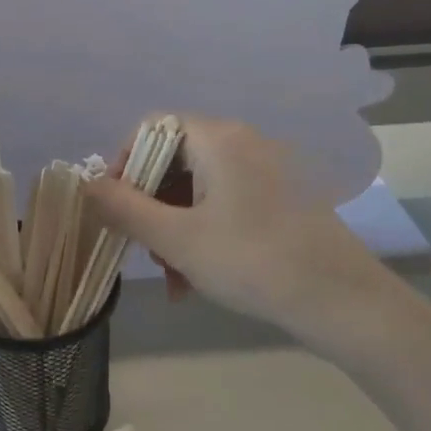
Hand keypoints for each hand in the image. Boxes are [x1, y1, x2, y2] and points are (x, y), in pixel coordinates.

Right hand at [84, 116, 397, 349]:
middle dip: (150, 207)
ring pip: (197, 189)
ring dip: (174, 227)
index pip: (151, 129)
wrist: (343, 301)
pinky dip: (204, 232)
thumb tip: (87, 185)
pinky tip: (198, 277)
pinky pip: (225, 203)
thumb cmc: (251, 261)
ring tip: (174, 276)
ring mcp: (266, 170)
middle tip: (145, 251)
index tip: (116, 209)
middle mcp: (243, 142)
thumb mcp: (176, 239)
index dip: (124, 165)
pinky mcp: (281, 197)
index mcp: (217, 139)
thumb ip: (124, 208)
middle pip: (173, 161)